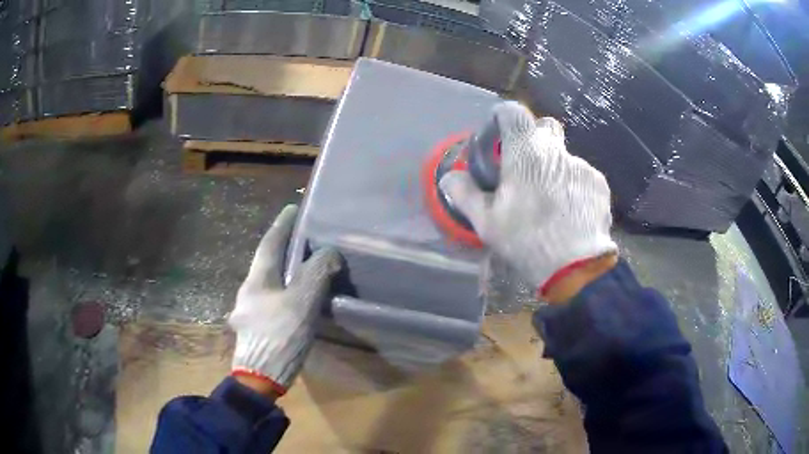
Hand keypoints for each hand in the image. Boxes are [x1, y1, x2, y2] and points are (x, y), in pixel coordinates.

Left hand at [229, 204, 341, 397]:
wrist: (259, 377)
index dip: (282, 225)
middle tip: (301, 239)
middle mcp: (247, 291)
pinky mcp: (253, 328)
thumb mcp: (302, 303)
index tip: (292, 208)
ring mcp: (247, 310)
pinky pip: (269, 300)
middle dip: (281, 248)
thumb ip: (316, 274)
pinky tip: (291, 301)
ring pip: (266, 283)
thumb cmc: (279, 336)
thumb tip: (329, 252)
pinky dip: (282, 292)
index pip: (269, 243)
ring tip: (300, 268)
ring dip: (281, 271)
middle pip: (265, 262)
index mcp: (257, 280)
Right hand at [439, 101, 617, 301]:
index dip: (502, 116)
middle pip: (544, 127)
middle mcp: (556, 150)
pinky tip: (570, 212)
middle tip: (525, 166)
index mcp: (525, 152)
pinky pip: (581, 176)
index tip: (497, 131)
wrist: (576, 268)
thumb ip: (464, 194)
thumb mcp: (486, 222)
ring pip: (563, 156)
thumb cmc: (526, 240)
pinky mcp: (599, 184)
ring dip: (554, 169)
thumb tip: (448, 178)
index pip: (513, 112)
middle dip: (533, 138)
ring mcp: (582, 166)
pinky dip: (573, 186)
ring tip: (551, 202)